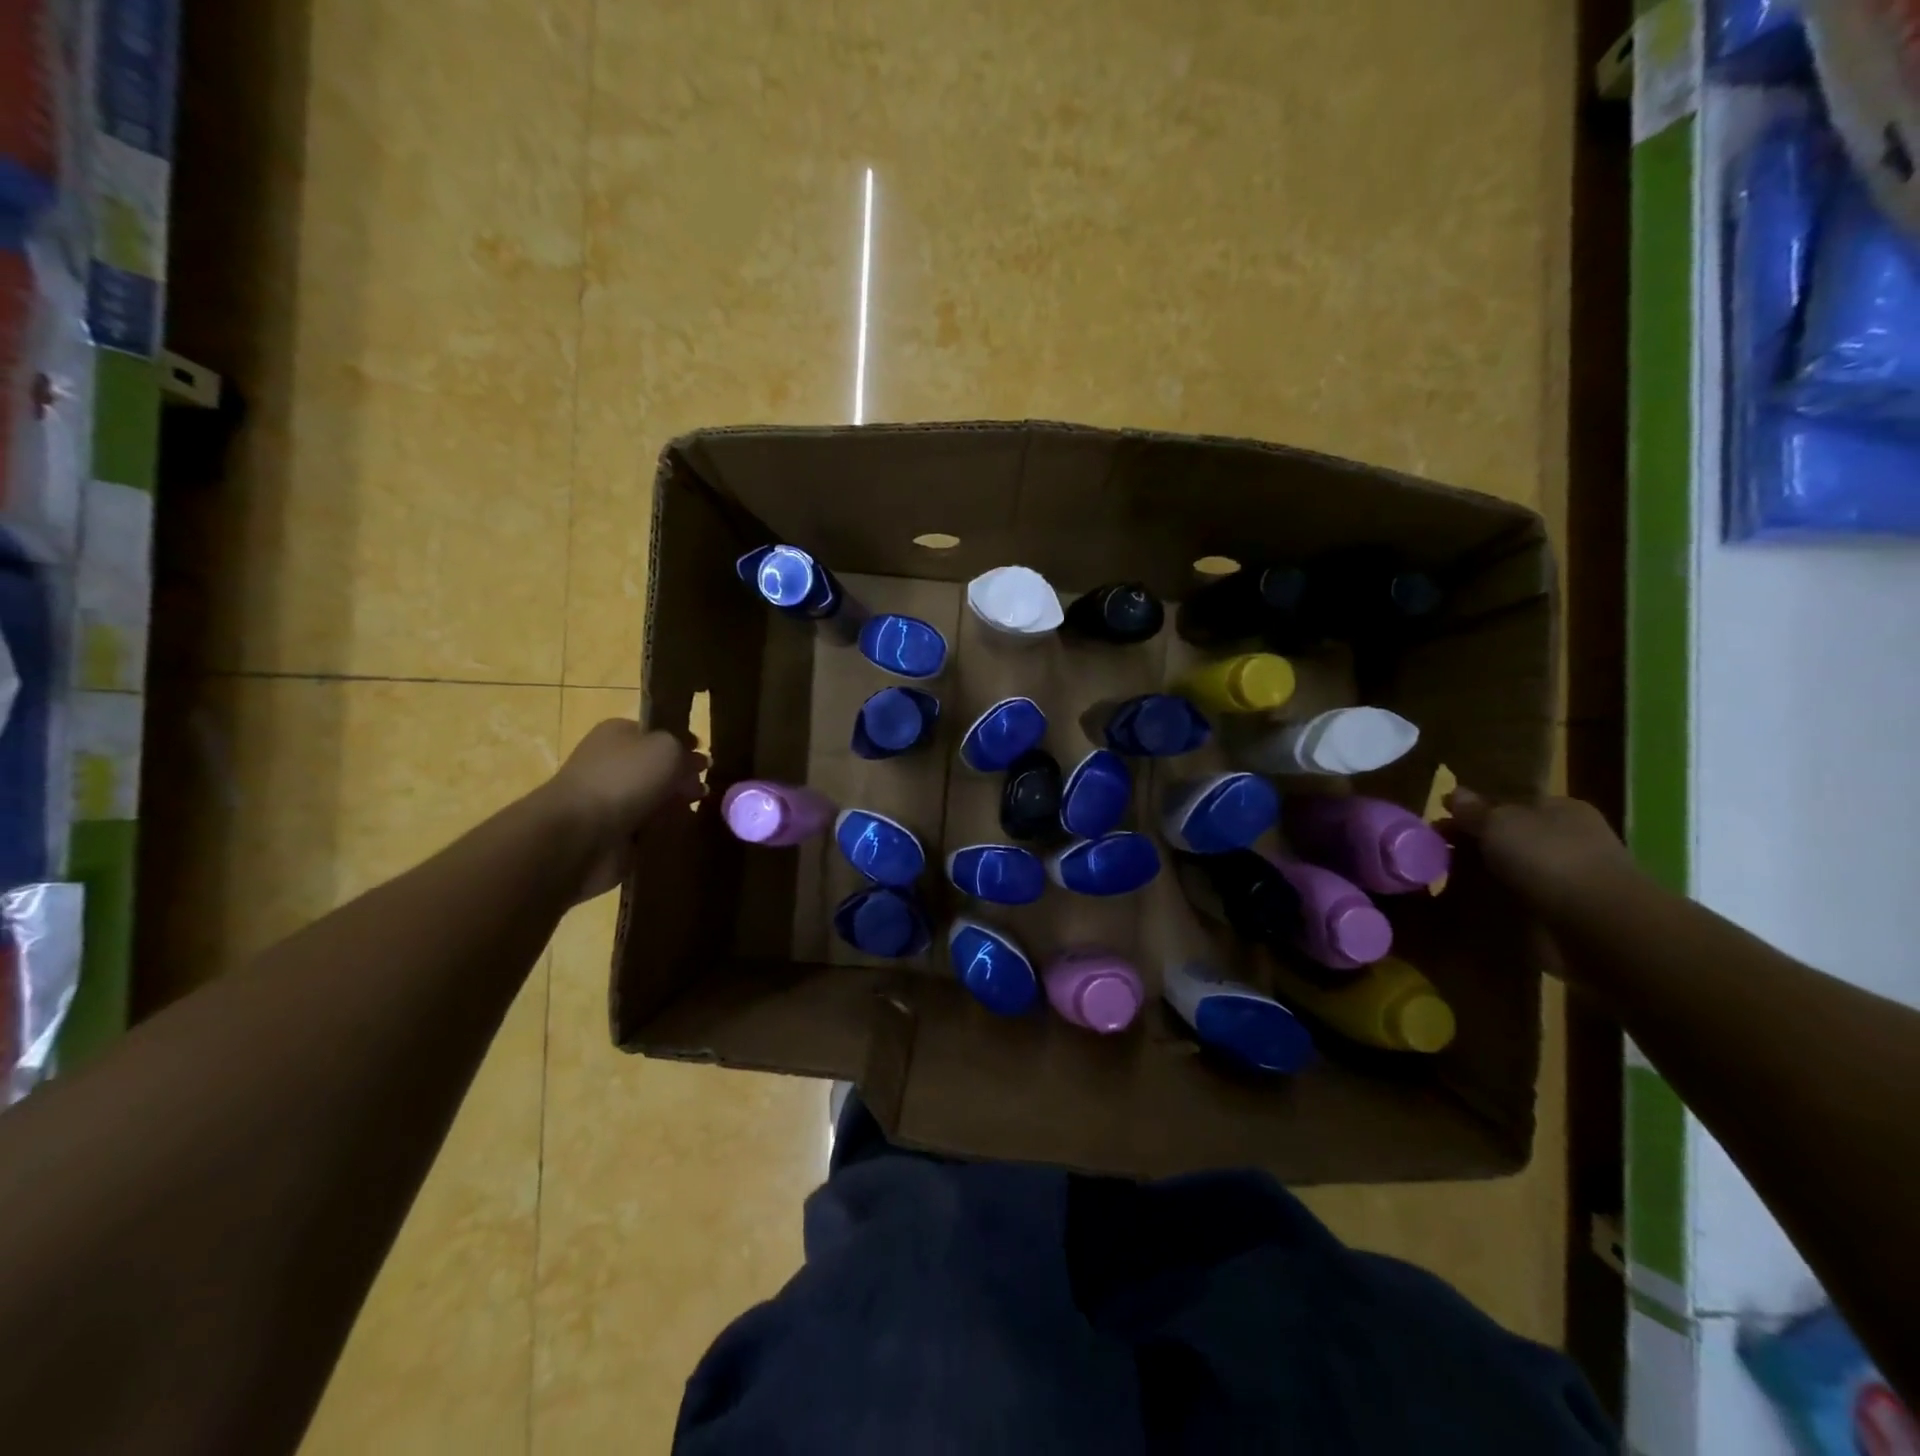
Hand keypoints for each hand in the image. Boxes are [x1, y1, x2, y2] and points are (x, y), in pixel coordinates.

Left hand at [542, 719, 707, 901]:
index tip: (707, 762)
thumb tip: (696, 762)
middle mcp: (613, 763)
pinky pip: (649, 830)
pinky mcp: (614, 833)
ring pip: (656, 800)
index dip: (685, 745)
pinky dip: (664, 833)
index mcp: (619, 734)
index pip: (659, 734)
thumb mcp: (667, 748)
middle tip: (704, 792)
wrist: (579, 834)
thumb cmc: (624, 779)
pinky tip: (679, 834)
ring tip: (695, 814)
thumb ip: (686, 751)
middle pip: (659, 769)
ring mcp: (612, 800)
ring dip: (676, 808)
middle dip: (684, 780)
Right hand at [1442, 787, 1636, 925]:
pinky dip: (1507, 901)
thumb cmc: (1547, 858)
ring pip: (1520, 868)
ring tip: (1454, 884)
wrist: (1600, 923)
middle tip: (1440, 855)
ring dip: (1491, 875)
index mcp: (1561, 808)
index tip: (1441, 826)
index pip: (1511, 803)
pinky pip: (1529, 899)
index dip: (1475, 812)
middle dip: (1479, 844)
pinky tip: (1482, 906)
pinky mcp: (1575, 910)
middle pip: (1514, 836)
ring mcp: (1577, 875)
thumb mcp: (1498, 823)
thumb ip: (1474, 810)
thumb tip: (1455, 793)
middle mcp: (1573, 837)